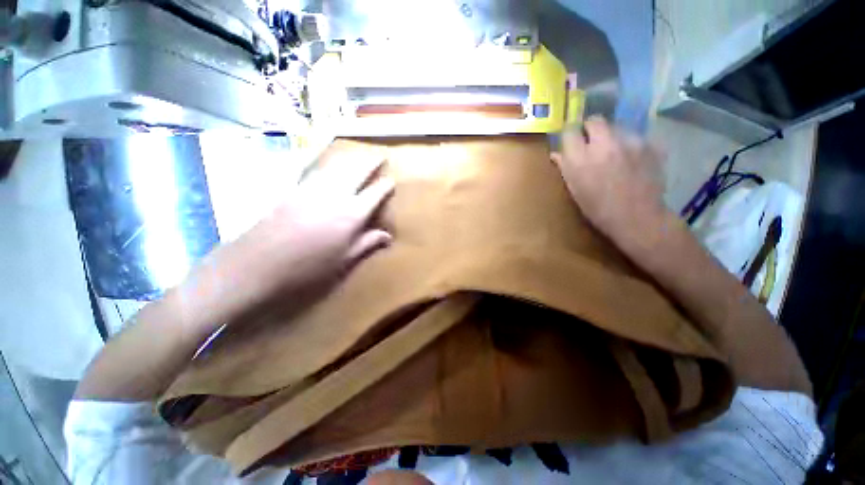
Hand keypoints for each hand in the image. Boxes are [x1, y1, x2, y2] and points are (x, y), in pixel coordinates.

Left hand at [181, 150, 393, 322]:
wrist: (259, 265)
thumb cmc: (308, 268)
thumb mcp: (344, 260)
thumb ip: (368, 243)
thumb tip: (388, 236)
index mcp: (352, 214)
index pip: (375, 193)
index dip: (385, 185)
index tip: (392, 180)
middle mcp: (335, 195)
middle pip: (357, 171)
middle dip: (371, 161)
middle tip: (380, 154)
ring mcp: (312, 189)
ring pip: (337, 165)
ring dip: (351, 158)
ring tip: (360, 153)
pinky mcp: (293, 188)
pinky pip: (312, 168)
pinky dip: (324, 159)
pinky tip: (326, 156)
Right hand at [551, 116, 666, 242]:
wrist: (638, 218)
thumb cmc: (598, 209)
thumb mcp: (575, 191)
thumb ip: (565, 168)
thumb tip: (556, 154)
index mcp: (581, 159)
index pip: (570, 131)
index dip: (570, 134)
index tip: (571, 141)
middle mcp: (604, 144)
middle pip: (595, 120)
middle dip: (590, 128)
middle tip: (591, 141)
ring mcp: (631, 142)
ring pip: (617, 127)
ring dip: (612, 136)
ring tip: (614, 153)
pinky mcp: (651, 145)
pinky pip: (636, 136)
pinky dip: (630, 144)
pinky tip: (632, 159)